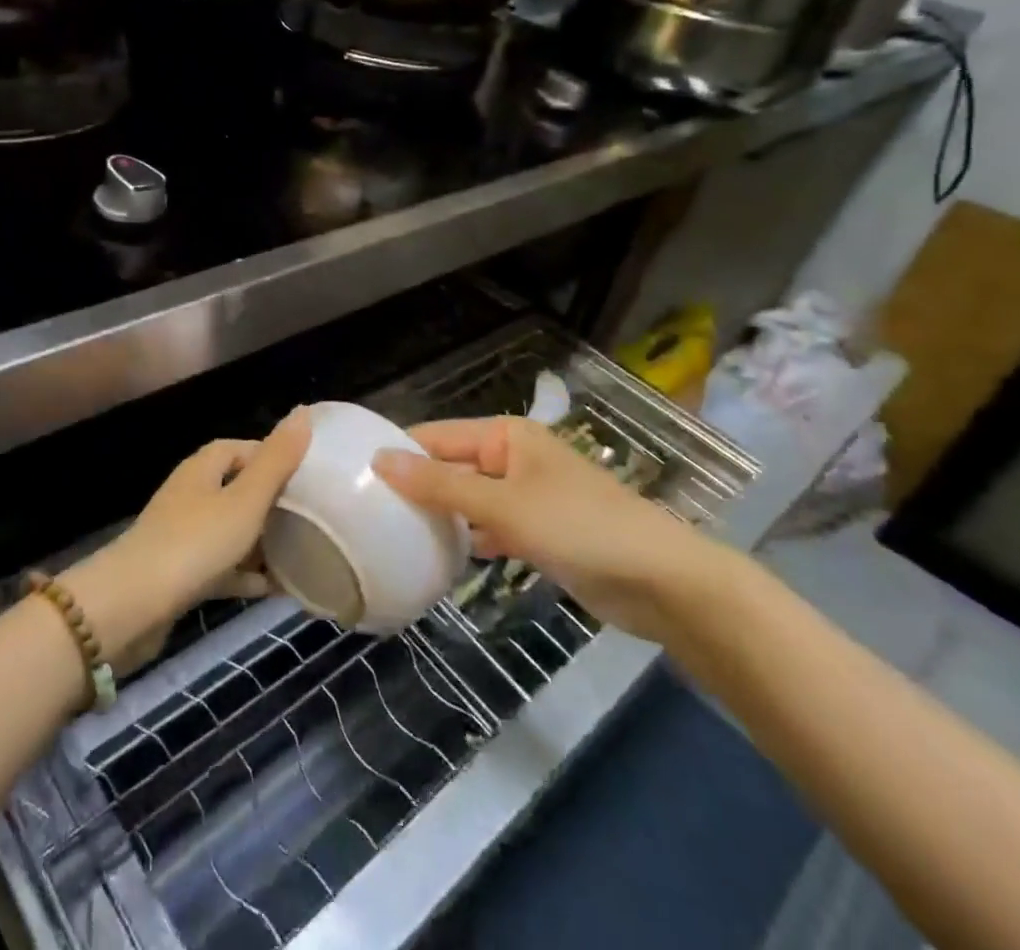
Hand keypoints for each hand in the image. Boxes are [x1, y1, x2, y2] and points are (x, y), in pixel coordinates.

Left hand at [63, 409, 310, 670]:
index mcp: (202, 469)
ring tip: (298, 552)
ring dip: (259, 540)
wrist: (133, 605)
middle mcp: (189, 495)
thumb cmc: (195, 543)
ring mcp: (180, 535)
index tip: (304, 473)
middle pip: (234, 488)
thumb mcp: (246, 499)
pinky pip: (219, 566)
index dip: (269, 455)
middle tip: (308, 515)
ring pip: (228, 529)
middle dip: (270, 500)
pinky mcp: (177, 574)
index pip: (238, 448)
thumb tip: (304, 412)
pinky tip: (271, 588)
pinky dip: (244, 573)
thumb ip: (276, 460)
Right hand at [373, 415, 727, 640]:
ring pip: (470, 499)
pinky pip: (491, 527)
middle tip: (370, 512)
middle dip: (417, 486)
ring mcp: (529, 496)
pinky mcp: (541, 532)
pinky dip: (469, 538)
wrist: (663, 583)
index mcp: (507, 435)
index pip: (438, 435)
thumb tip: (379, 459)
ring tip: (394, 533)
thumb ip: (439, 484)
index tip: (357, 475)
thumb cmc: (579, 528)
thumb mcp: (502, 504)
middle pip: (452, 466)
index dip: (400, 452)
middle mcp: (515, 458)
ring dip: (441, 514)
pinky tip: (441, 556)